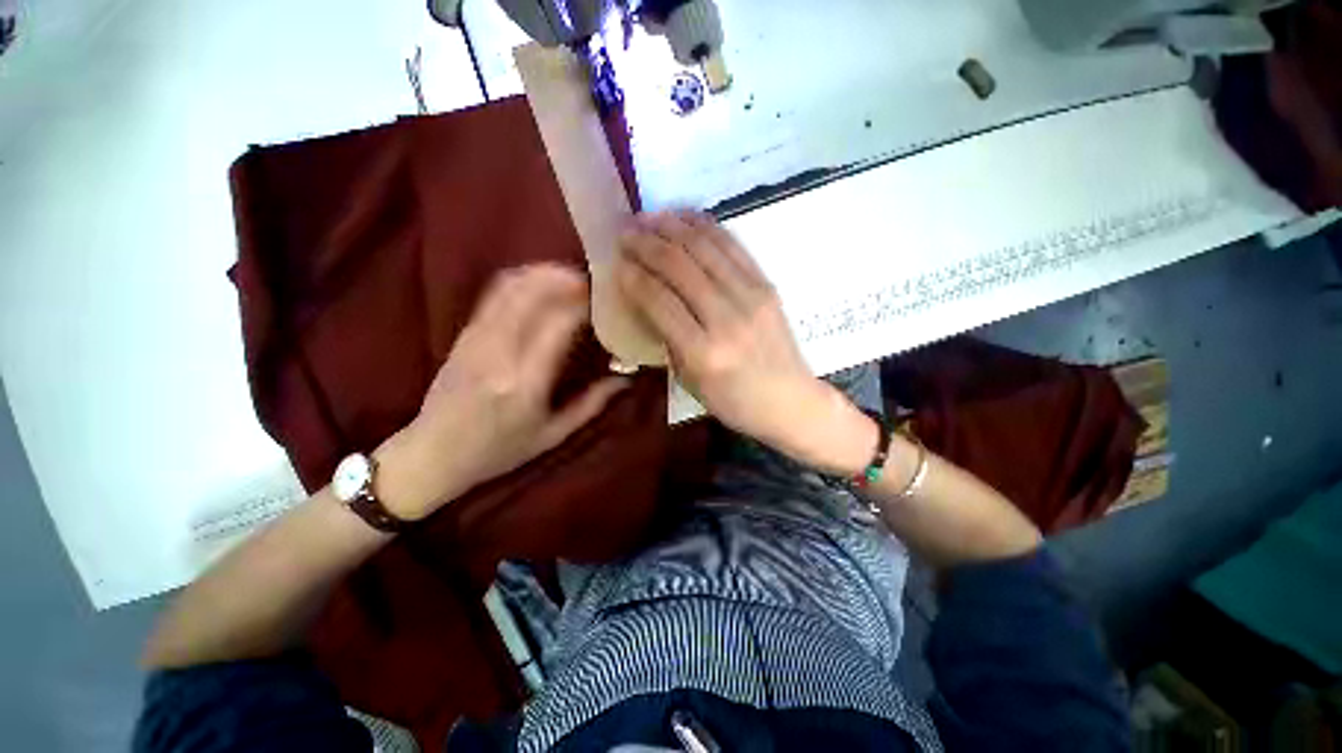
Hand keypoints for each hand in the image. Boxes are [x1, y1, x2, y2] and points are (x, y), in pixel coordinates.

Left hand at [374, 265, 628, 519]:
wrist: (432, 454)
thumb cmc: (498, 451)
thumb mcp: (552, 435)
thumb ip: (592, 404)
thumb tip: (625, 379)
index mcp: (525, 382)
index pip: (559, 324)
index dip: (584, 305)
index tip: (605, 302)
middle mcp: (498, 353)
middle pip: (531, 294)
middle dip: (565, 279)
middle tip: (591, 282)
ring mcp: (476, 339)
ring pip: (510, 287)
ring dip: (542, 275)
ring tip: (569, 277)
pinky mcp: (464, 334)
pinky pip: (494, 294)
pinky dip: (521, 281)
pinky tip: (540, 284)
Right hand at [616, 212, 876, 473]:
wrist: (790, 401)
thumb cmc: (734, 401)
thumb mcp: (690, 382)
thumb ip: (667, 339)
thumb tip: (646, 297)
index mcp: (703, 353)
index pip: (659, 300)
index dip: (634, 275)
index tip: (617, 260)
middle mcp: (726, 319)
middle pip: (679, 267)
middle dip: (646, 243)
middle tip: (625, 230)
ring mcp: (751, 297)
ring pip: (704, 248)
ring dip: (671, 227)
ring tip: (648, 217)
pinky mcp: (766, 285)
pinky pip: (732, 246)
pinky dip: (705, 226)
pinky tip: (684, 217)